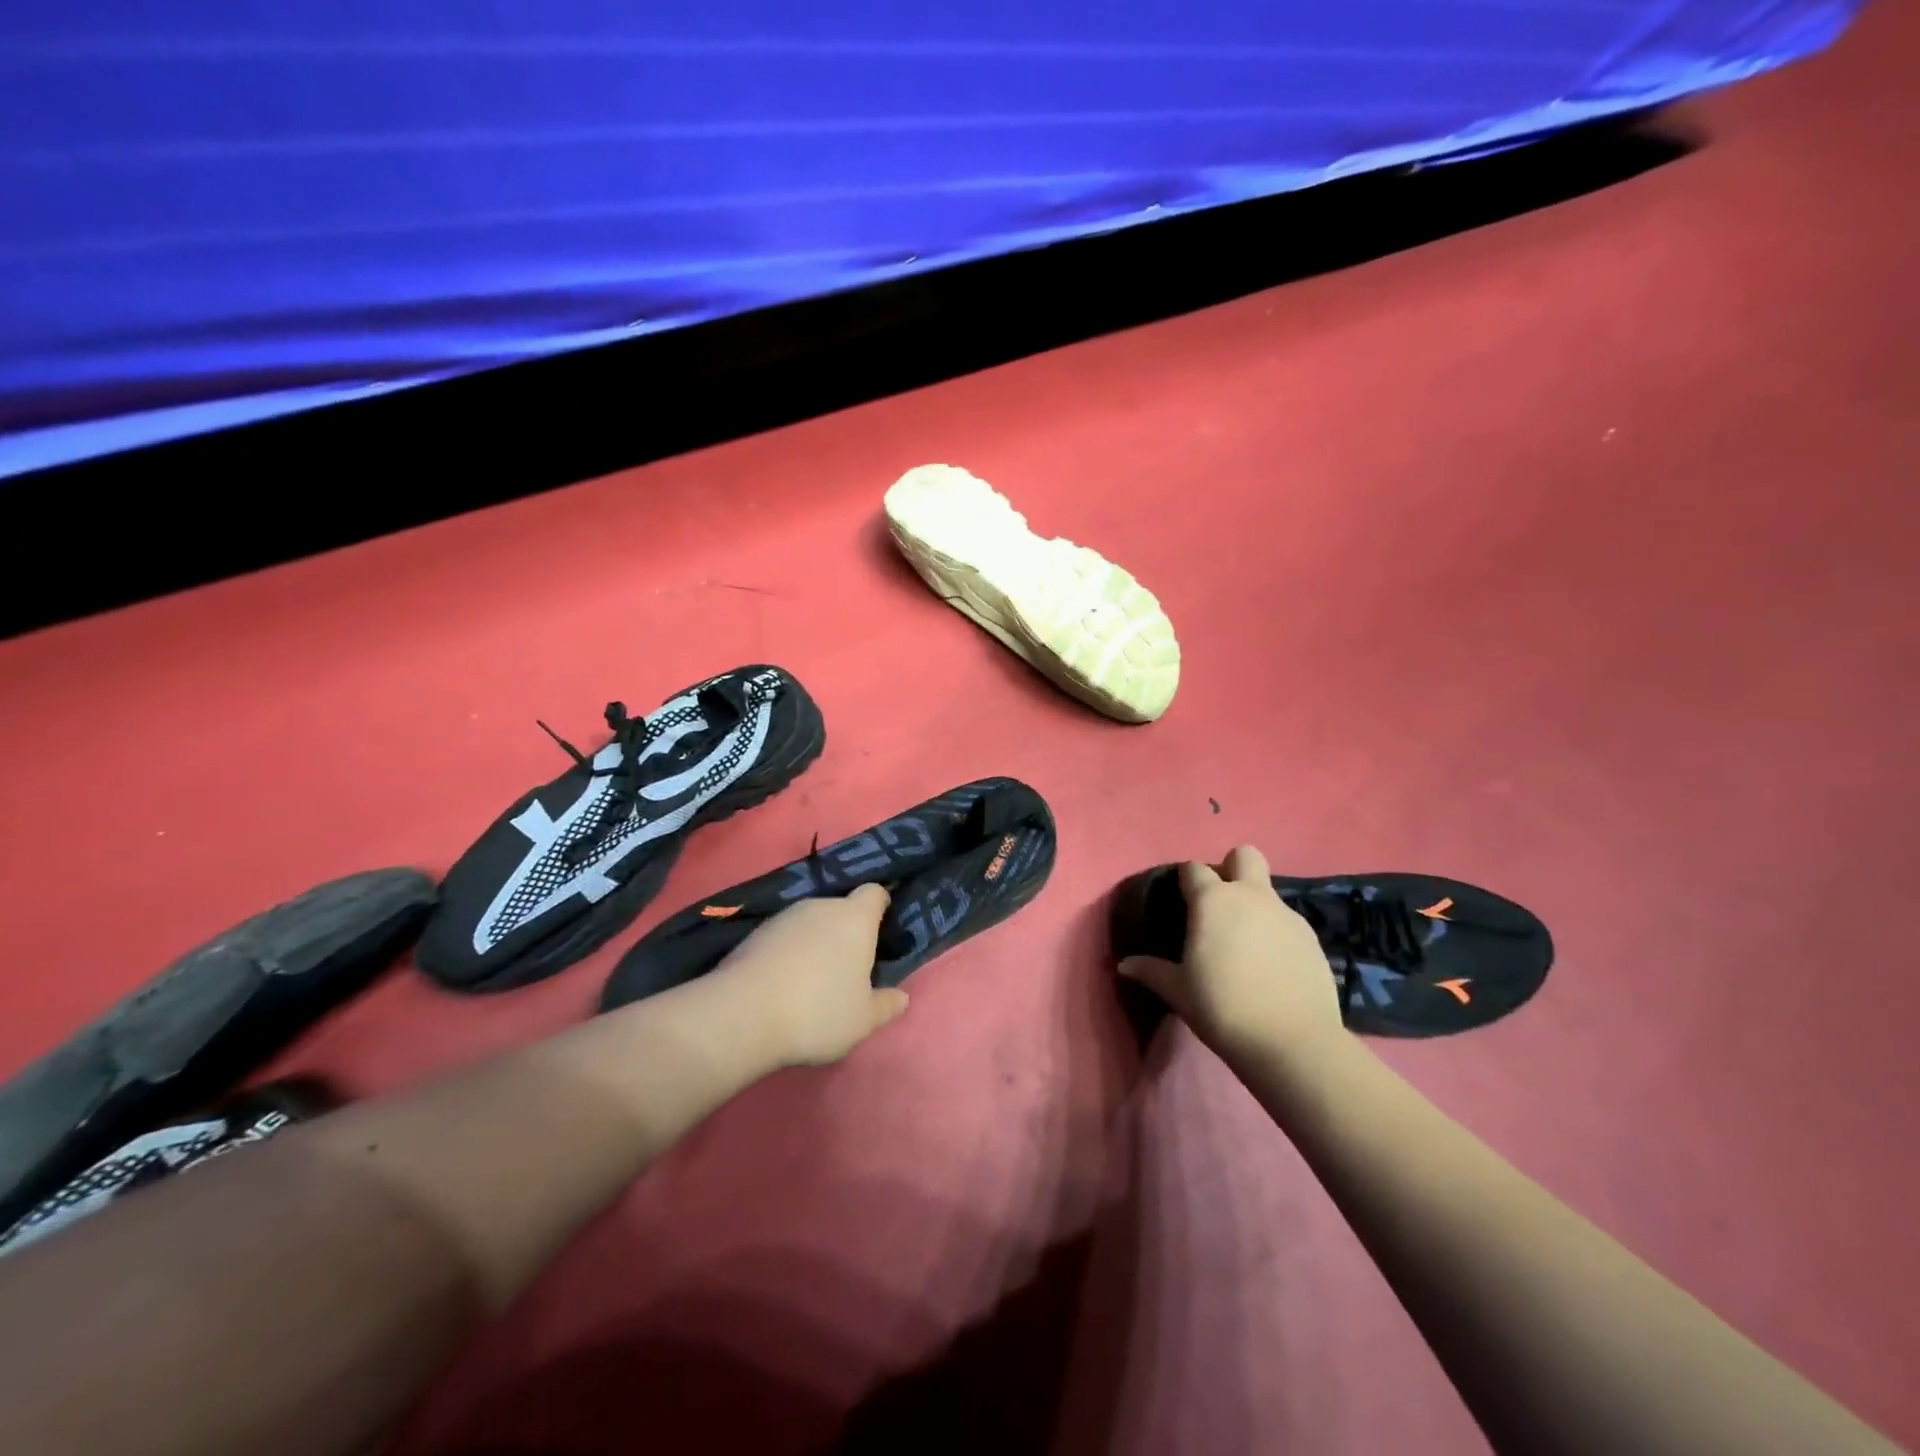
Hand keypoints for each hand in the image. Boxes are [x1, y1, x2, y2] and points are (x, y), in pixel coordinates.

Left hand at [707, 885, 910, 1066]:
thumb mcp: (862, 1020)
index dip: (880, 906)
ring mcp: (784, 917)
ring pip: (810, 922)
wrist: (742, 1014)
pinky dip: (788, 952)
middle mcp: (821, 906)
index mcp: (855, 918)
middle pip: (841, 908)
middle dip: (846, 931)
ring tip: (812, 980)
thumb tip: (902, 997)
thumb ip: (885, 1005)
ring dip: (815, 942)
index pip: (874, 893)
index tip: (882, 929)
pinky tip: (783, 984)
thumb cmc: (818, 1011)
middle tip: (849, 967)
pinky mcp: (755, 933)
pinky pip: (783, 937)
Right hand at [1119, 846, 1343, 1062]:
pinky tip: (1271, 966)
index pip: (1193, 869)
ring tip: (1245, 945)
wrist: (1292, 1041)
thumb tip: (1124, 965)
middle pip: (1244, 855)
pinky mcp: (1313, 939)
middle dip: (1232, 869)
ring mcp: (1287, 915)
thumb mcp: (1179, 991)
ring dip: (1255, 906)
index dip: (1185, 880)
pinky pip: (1288, 922)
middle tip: (1220, 905)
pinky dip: (1276, 934)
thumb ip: (1152, 971)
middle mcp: (1251, 896)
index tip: (1180, 901)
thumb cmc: (1222, 1007)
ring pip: (1268, 891)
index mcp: (1212, 901)